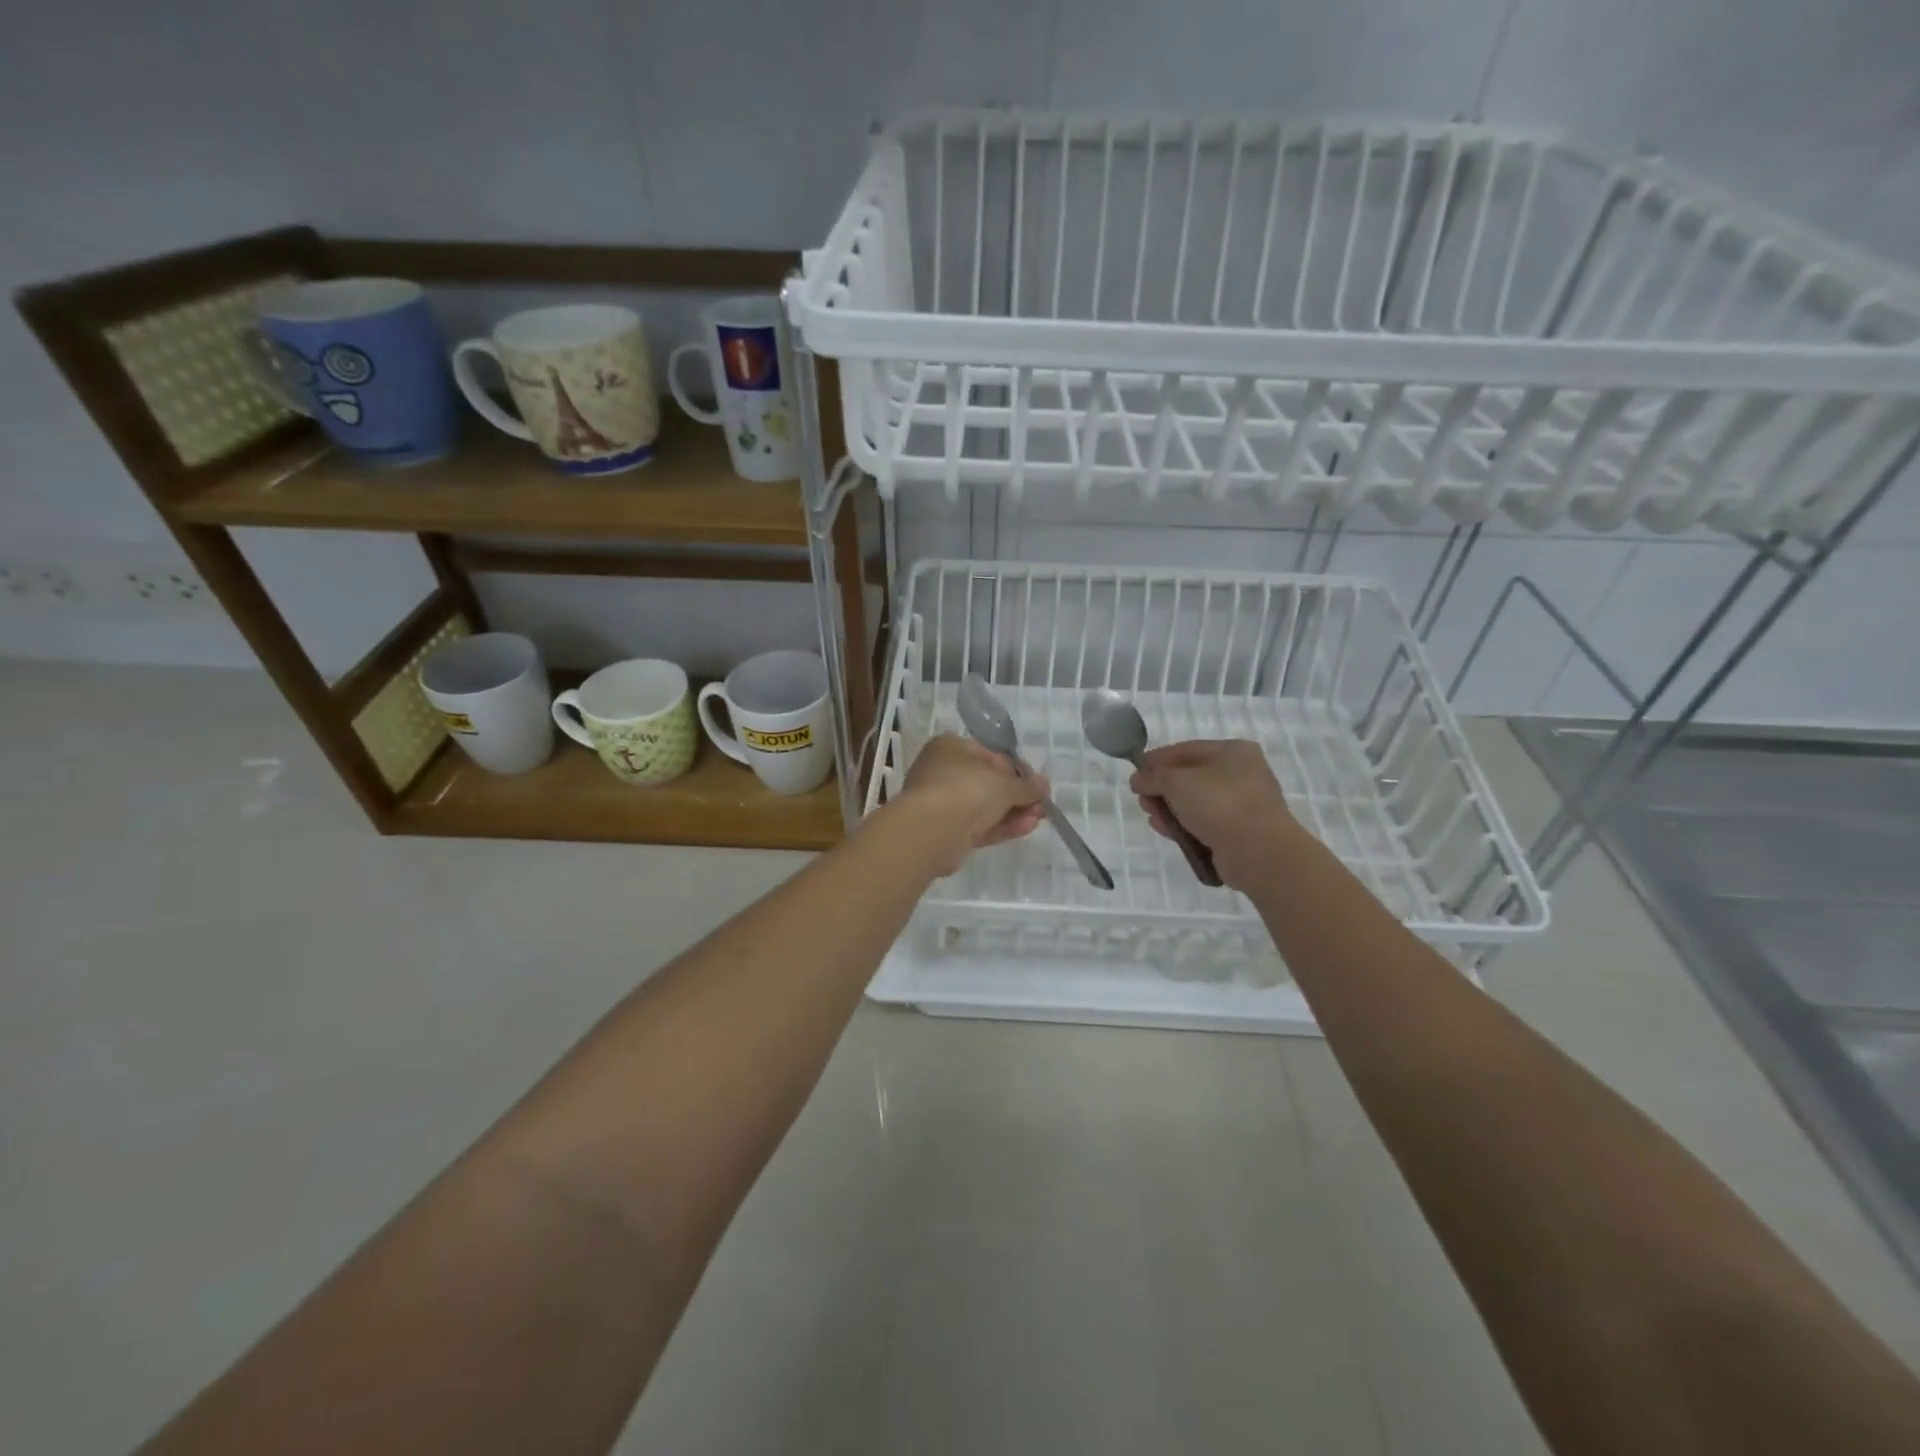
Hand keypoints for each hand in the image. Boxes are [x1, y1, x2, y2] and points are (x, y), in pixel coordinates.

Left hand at [893, 734, 1046, 873]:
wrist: (933, 829)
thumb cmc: (968, 789)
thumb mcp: (1005, 784)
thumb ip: (1027, 786)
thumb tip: (1043, 785)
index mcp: (950, 747)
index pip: (989, 754)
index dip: (1016, 769)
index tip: (1036, 783)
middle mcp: (942, 771)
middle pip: (987, 783)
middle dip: (1017, 795)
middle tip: (1041, 804)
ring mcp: (942, 803)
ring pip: (983, 807)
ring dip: (1013, 812)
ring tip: (1039, 818)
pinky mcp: (945, 831)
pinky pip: (977, 825)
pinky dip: (1001, 827)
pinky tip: (1026, 828)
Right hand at [1129, 740, 1303, 887]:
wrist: (1259, 852)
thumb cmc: (1219, 804)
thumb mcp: (1177, 782)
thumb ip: (1153, 776)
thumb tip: (1138, 780)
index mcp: (1233, 751)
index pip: (1185, 749)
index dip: (1156, 759)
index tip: (1134, 772)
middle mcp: (1241, 774)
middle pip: (1190, 776)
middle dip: (1162, 786)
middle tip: (1141, 797)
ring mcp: (1243, 804)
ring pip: (1196, 801)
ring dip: (1170, 807)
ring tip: (1150, 815)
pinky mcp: (1239, 832)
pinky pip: (1204, 823)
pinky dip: (1183, 824)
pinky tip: (1164, 829)